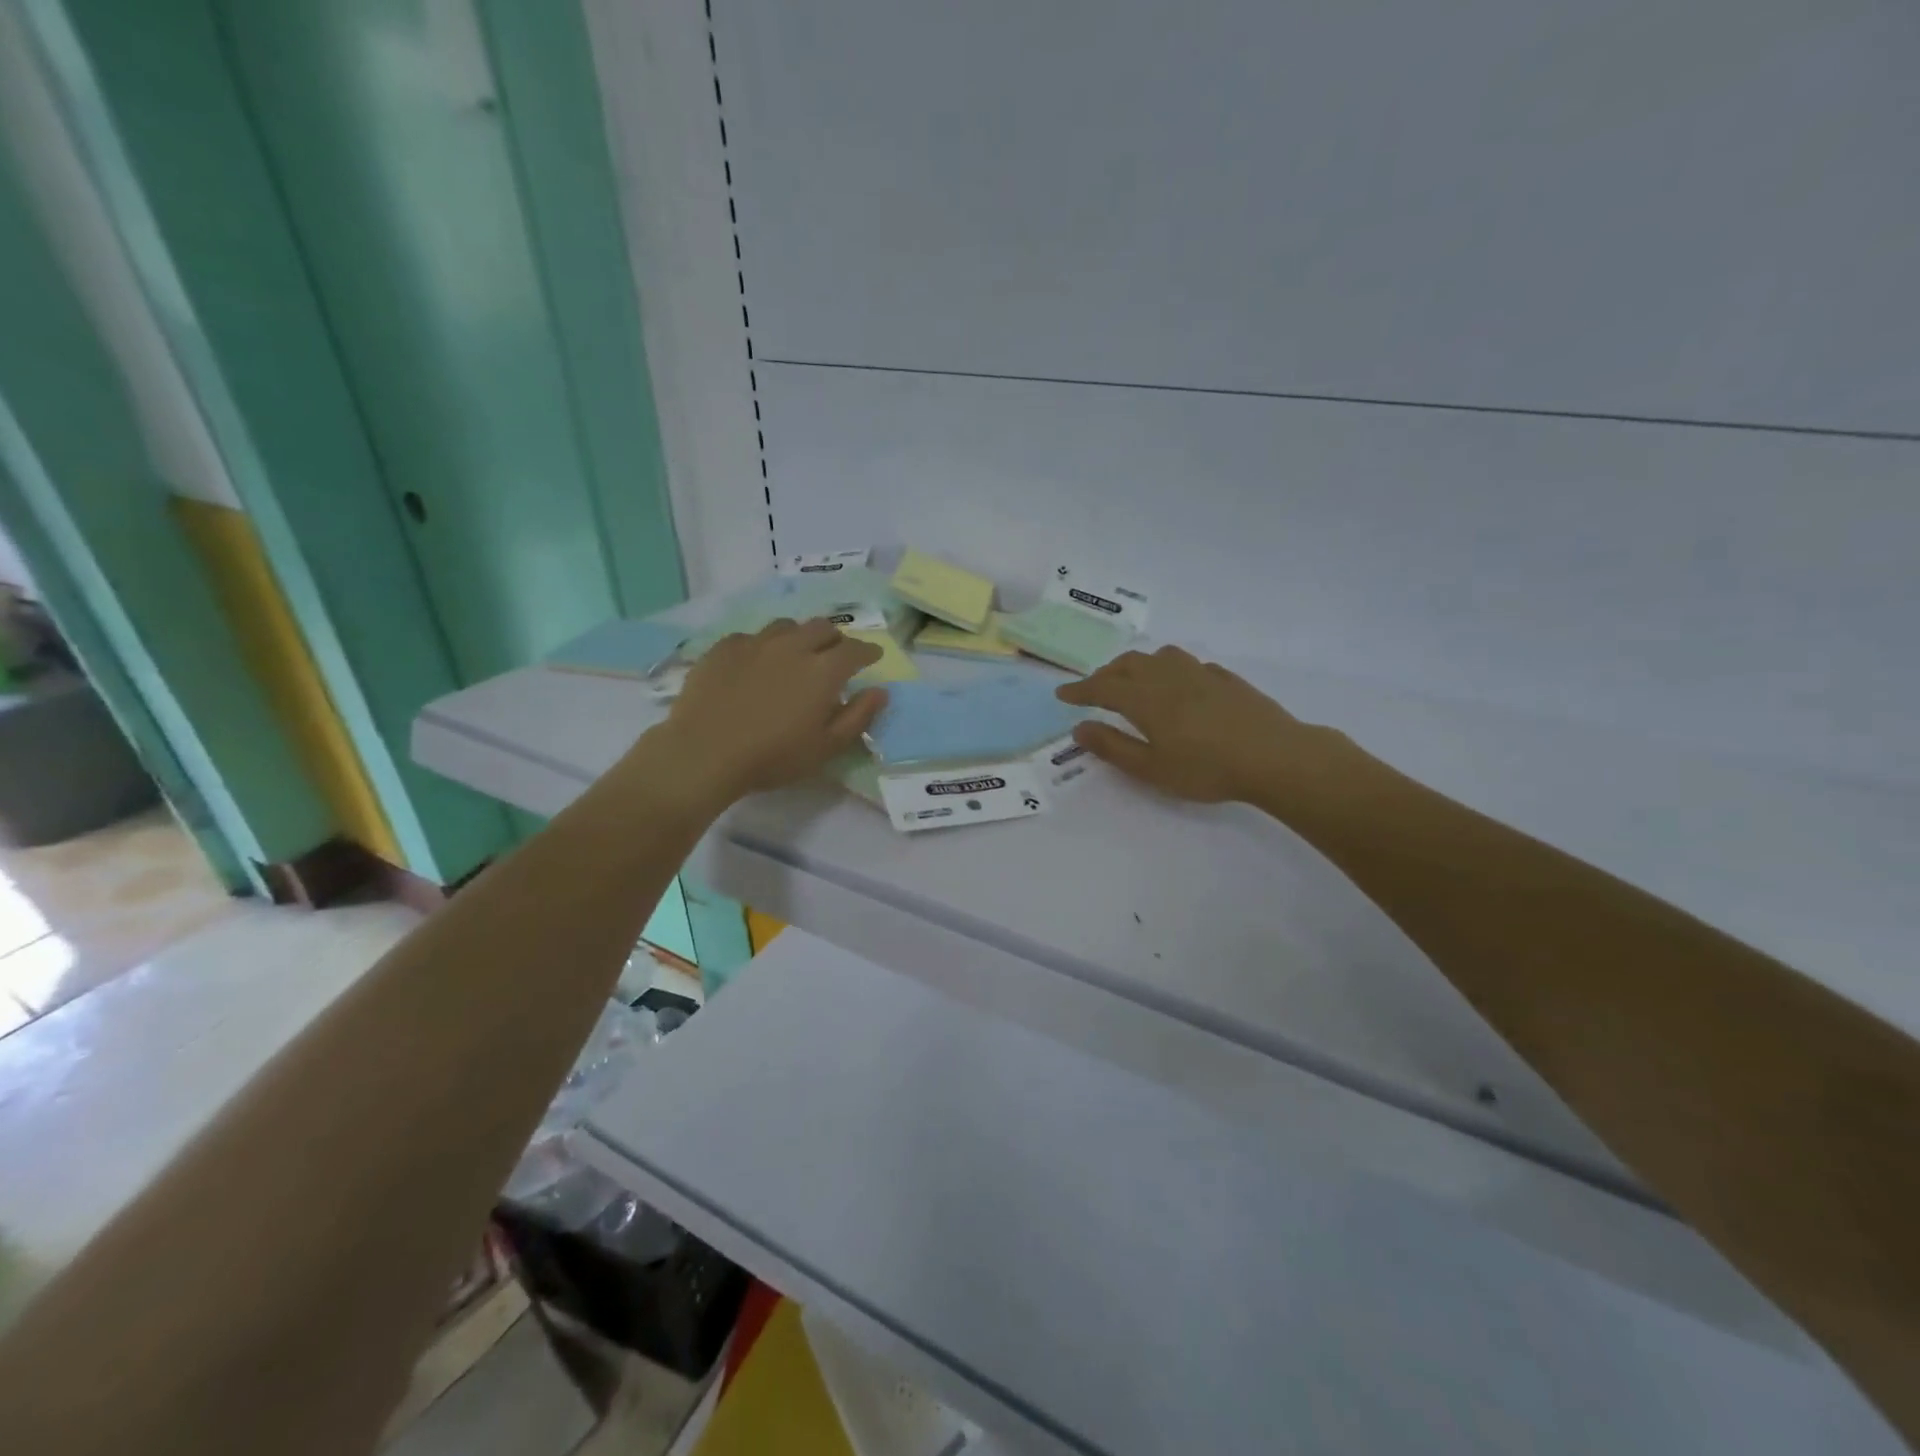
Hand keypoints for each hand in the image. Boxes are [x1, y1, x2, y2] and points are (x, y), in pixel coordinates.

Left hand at [653, 618, 885, 802]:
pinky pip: (751, 636)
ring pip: (786, 626)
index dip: (868, 652)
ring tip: (796, 653)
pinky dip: (763, 645)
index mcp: (823, 670)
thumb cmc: (773, 756)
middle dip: (835, 638)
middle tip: (835, 655)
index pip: (855, 650)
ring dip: (799, 636)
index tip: (874, 657)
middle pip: (822, 627)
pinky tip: (757, 661)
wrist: (704, 752)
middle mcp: (793, 646)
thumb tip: (880, 691)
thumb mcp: (826, 747)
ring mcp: (755, 643)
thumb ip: (858, 716)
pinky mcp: (724, 648)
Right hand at [1056, 645, 1351, 803]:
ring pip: (1160, 656)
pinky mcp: (1226, 679)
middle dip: (1106, 674)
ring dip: (1138, 664)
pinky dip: (1171, 669)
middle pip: (1128, 664)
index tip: (1062, 694)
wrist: (1274, 756)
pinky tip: (1180, 685)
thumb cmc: (1206, 768)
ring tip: (1134, 679)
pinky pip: (1189, 664)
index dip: (1080, 690)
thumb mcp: (1151, 768)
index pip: (1102, 688)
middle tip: (1095, 689)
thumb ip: (1113, 747)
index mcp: (1145, 699)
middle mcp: (1168, 677)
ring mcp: (1200, 673)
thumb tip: (1079, 729)